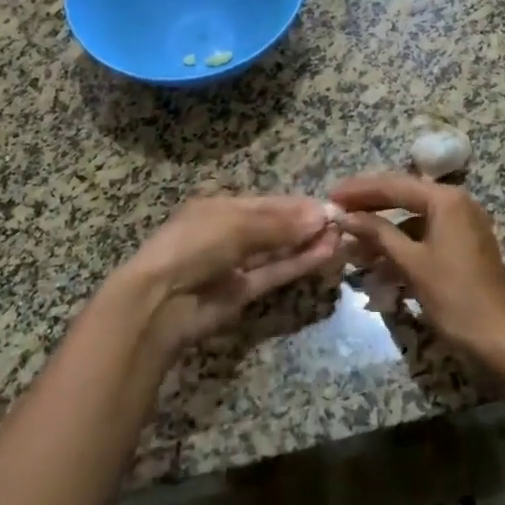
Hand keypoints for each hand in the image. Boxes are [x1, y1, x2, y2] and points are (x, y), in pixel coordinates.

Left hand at [110, 194, 339, 352]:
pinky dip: (299, 264)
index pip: (267, 203)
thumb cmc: (194, 246)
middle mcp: (229, 233)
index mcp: (220, 208)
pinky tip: (325, 255)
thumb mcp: (236, 226)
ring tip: (342, 237)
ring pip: (278, 251)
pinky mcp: (243, 293)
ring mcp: (236, 264)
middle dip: (306, 224)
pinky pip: (275, 273)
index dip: (297, 205)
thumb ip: (280, 224)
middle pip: (275, 226)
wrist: (161, 301)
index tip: (330, 206)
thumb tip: (321, 216)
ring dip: (308, 244)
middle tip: (343, 222)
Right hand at [329, 173, 504, 370]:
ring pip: (412, 221)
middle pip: (404, 198)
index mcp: (446, 200)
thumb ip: (377, 233)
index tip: (331, 195)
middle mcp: (457, 204)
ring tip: (351, 246)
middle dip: (369, 208)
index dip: (359, 190)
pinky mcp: (464, 248)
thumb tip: (344, 215)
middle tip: (337, 212)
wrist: (499, 341)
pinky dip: (402, 248)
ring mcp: (463, 226)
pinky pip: (425, 238)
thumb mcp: (411, 263)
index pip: (394, 185)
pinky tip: (378, 266)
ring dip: (383, 233)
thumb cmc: (454, 297)